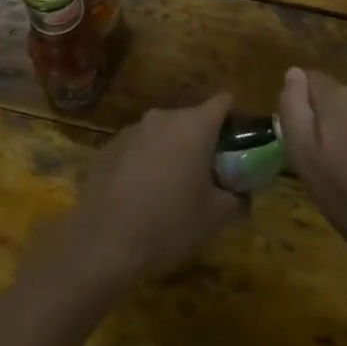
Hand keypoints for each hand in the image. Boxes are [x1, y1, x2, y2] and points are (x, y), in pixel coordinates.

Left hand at [35, 93, 244, 299]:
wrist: (103, 243)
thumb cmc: (169, 224)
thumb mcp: (214, 217)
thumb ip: (236, 199)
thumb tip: (243, 195)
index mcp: (193, 126)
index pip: (223, 102)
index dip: (234, 118)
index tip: (239, 143)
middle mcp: (162, 118)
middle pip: (191, 119)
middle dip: (203, 142)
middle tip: (209, 176)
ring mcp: (131, 130)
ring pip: (162, 134)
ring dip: (172, 152)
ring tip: (173, 189)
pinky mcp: (108, 148)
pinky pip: (137, 148)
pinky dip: (145, 163)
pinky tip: (141, 196)